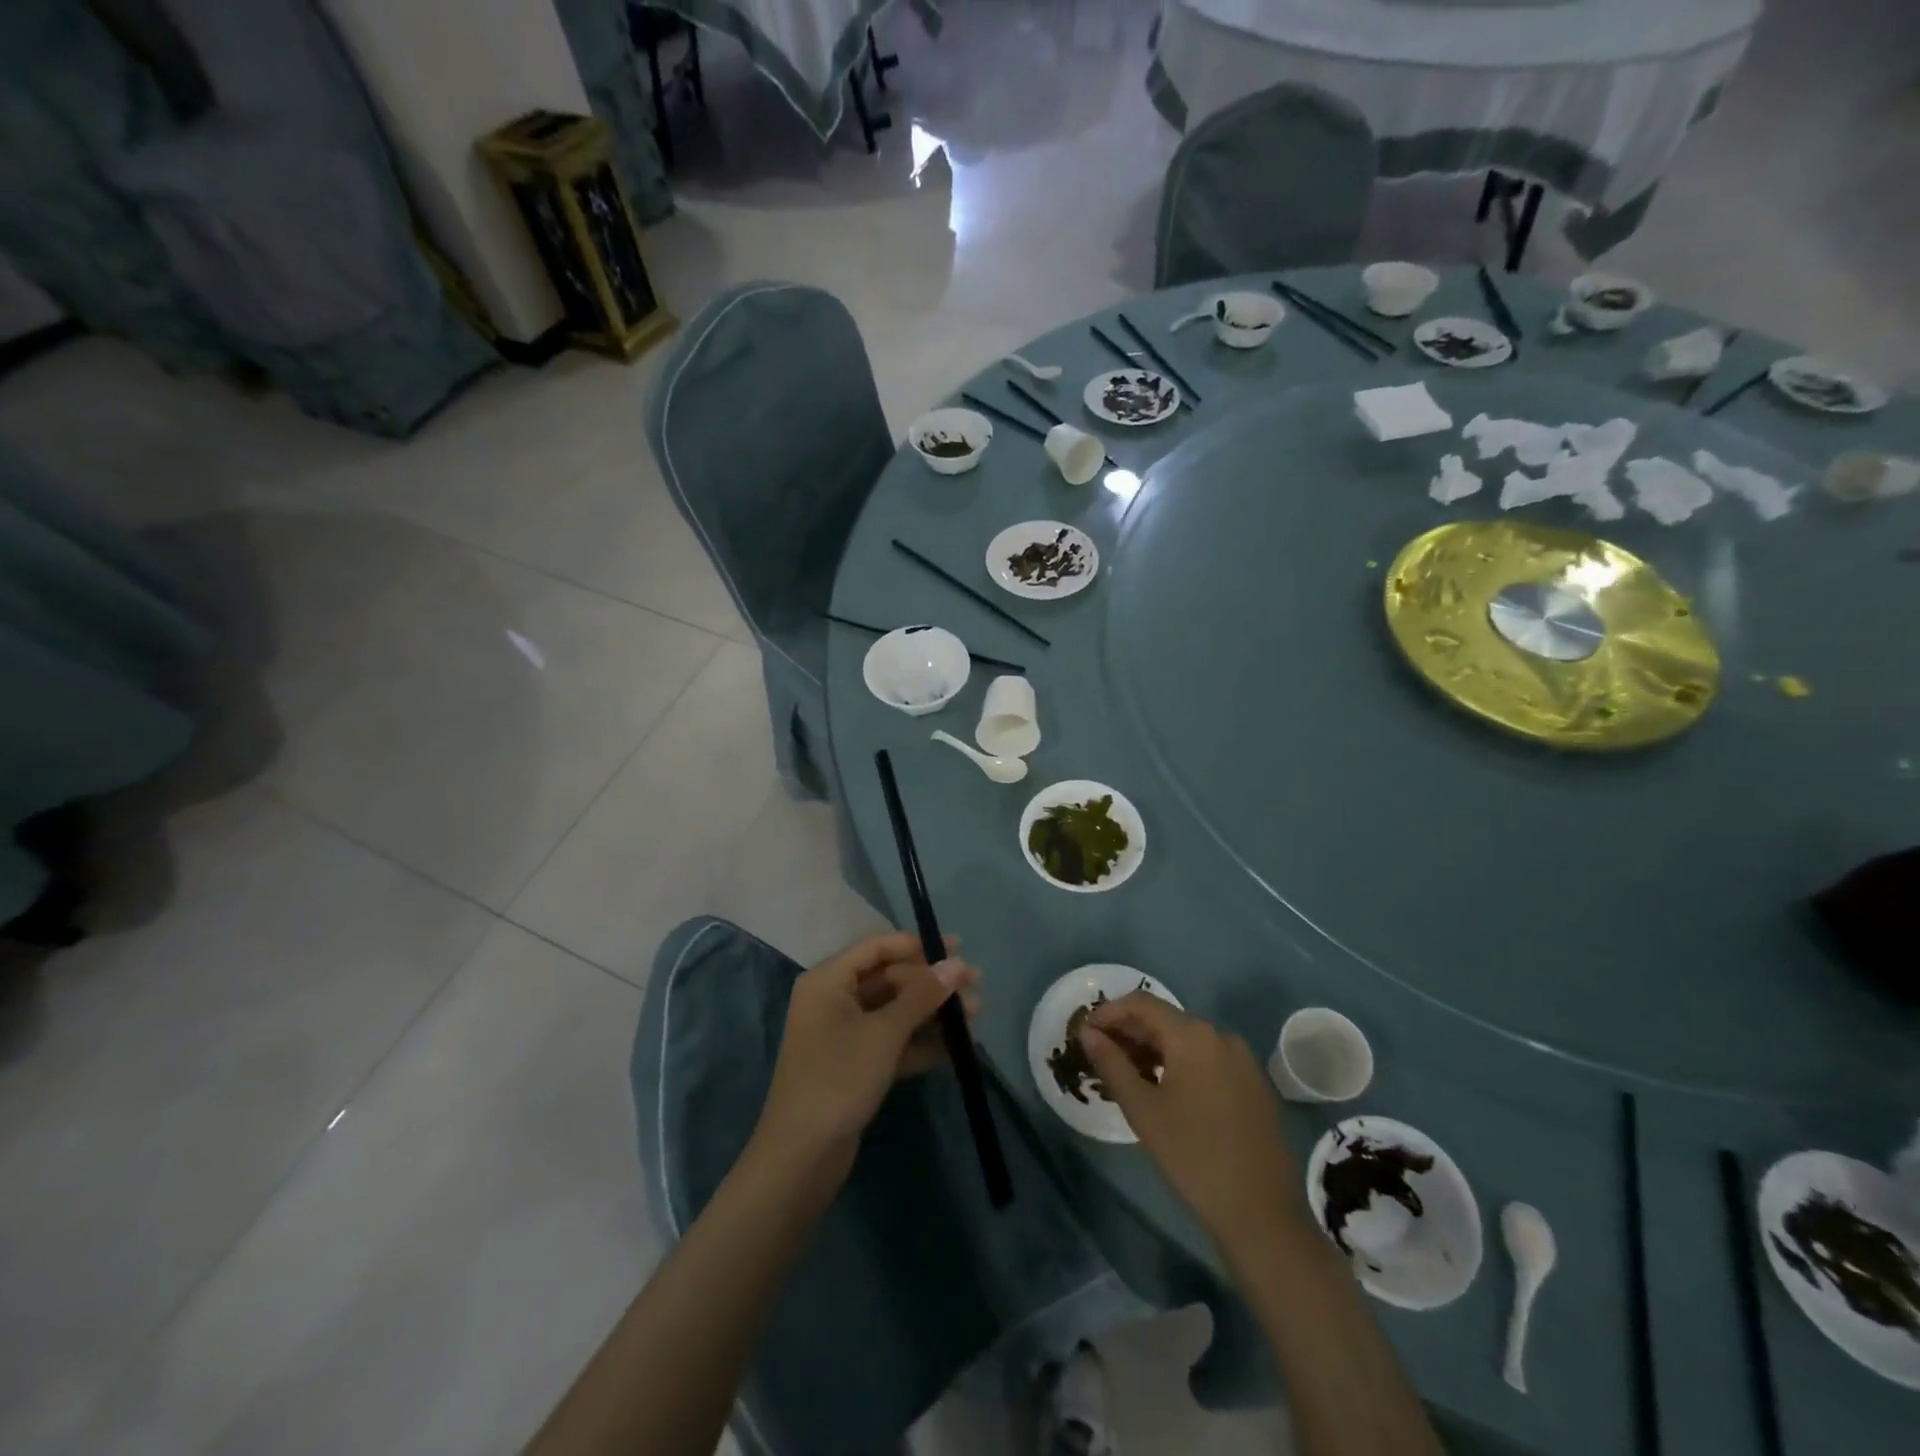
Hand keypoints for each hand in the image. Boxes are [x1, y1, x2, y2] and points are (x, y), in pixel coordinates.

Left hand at [753, 932, 979, 1174]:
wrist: (801, 1158)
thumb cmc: (838, 1079)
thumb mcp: (884, 1033)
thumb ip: (922, 995)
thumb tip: (957, 963)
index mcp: (829, 980)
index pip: (878, 948)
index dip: (918, 945)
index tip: (959, 947)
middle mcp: (834, 1000)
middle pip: (890, 978)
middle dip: (932, 983)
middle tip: (976, 986)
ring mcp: (844, 1034)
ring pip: (895, 1011)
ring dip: (933, 1012)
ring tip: (975, 1016)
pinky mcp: (856, 1065)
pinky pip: (893, 1041)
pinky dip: (922, 1042)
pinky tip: (957, 1047)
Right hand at [1081, 993, 1307, 1258]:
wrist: (1262, 1213)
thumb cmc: (1192, 1156)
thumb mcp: (1142, 1109)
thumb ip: (1111, 1063)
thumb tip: (1088, 1033)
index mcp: (1193, 1034)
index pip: (1141, 1004)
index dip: (1108, 1013)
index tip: (1085, 1034)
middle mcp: (1220, 1035)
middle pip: (1165, 1020)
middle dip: (1130, 1033)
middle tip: (1101, 1058)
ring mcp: (1242, 1059)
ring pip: (1186, 1041)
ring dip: (1153, 1050)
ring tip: (1128, 1077)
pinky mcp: (1254, 1084)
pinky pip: (1207, 1059)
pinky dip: (1180, 1065)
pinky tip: (1165, 1092)